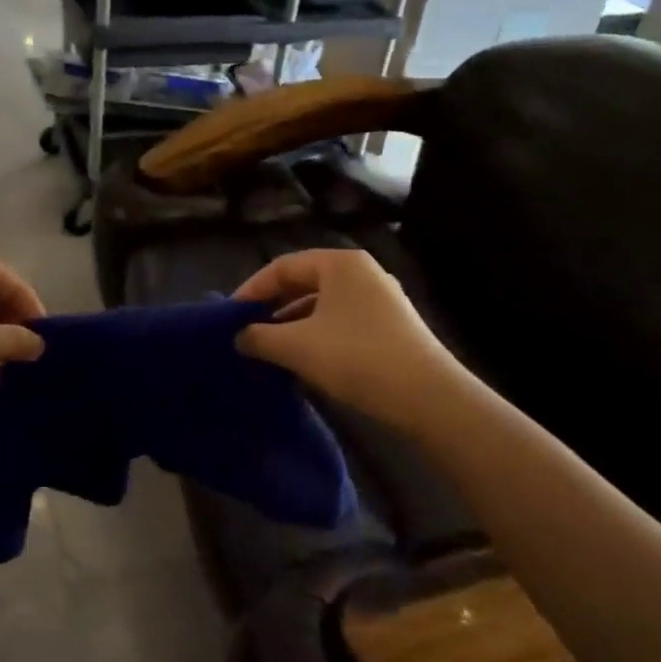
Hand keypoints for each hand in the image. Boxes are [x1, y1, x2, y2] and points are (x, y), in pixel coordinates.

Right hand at [233, 248, 462, 435]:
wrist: (429, 398)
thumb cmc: (357, 358)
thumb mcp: (298, 347)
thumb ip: (260, 337)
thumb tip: (239, 337)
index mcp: (339, 263)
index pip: (282, 266)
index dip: (251, 289)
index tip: (230, 317)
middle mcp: (362, 272)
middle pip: (303, 282)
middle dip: (273, 307)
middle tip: (247, 331)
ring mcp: (380, 298)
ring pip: (323, 304)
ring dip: (293, 323)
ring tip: (271, 349)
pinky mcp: (391, 325)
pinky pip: (341, 320)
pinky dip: (317, 334)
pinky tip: (304, 360)